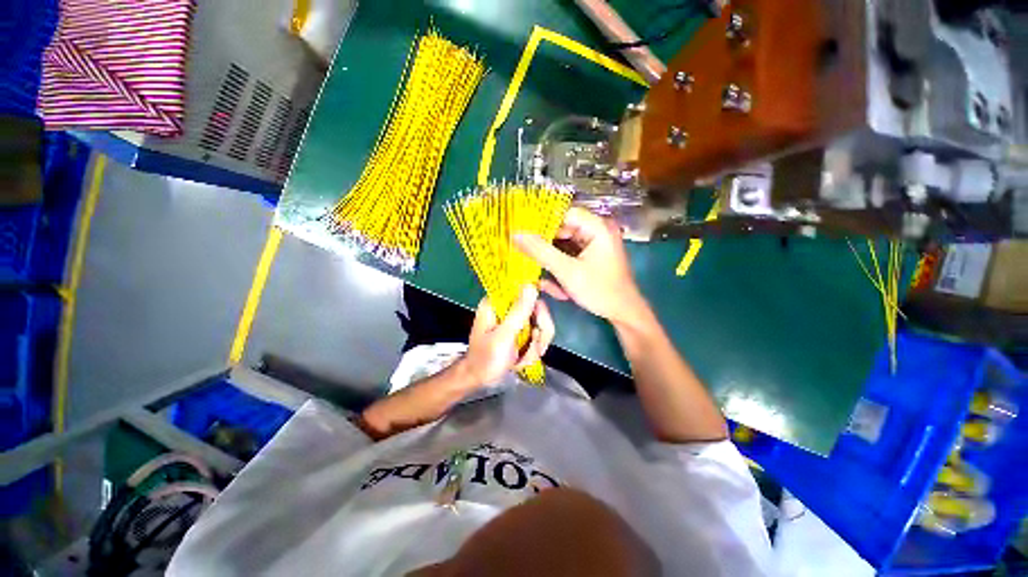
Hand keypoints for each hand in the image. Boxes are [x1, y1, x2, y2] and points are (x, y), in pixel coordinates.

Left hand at [462, 286, 555, 385]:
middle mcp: (507, 308)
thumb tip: (531, 285)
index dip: (545, 287)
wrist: (480, 381)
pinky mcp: (520, 332)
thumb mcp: (503, 336)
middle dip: (540, 332)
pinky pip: (538, 336)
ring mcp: (515, 321)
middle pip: (538, 308)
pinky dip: (533, 350)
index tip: (561, 296)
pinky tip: (521, 361)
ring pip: (541, 325)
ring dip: (536, 345)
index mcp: (497, 302)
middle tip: (535, 346)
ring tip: (522, 359)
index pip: (524, 285)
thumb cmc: (486, 359)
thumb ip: (519, 312)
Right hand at [514, 207, 646, 327]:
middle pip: (561, 230)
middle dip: (546, 248)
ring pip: (562, 245)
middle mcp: (596, 230)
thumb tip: (516, 234)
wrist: (623, 313)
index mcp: (596, 227)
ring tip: (550, 282)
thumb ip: (540, 251)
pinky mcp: (590, 256)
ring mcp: (593, 244)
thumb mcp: (567, 271)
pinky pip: (568, 256)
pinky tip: (559, 288)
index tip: (523, 234)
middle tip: (529, 259)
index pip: (562, 213)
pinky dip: (561, 268)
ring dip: (552, 262)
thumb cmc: (599, 290)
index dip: (542, 222)